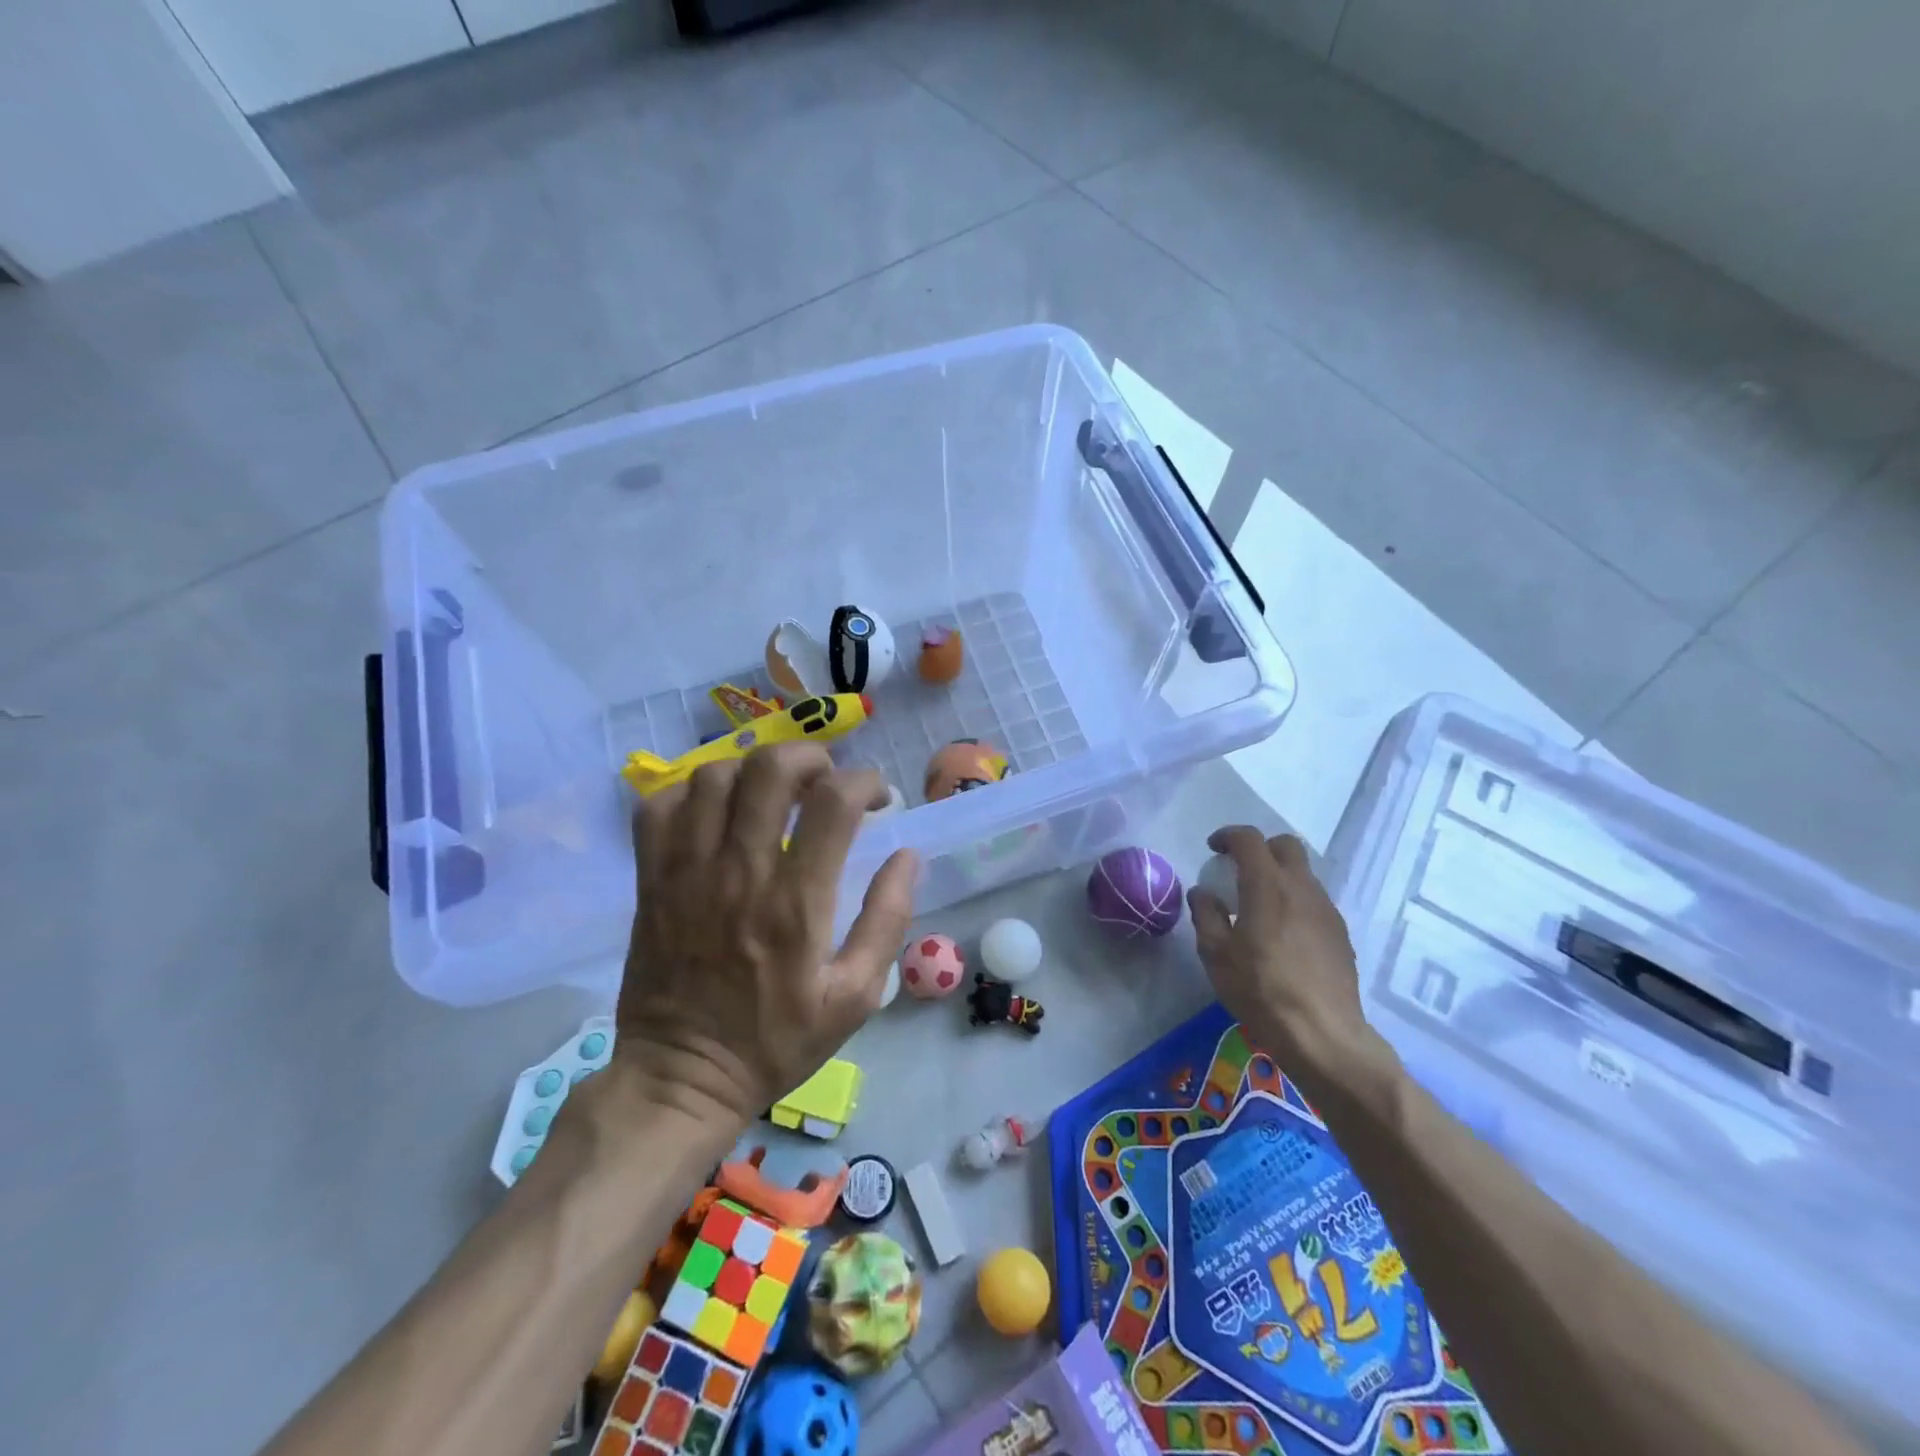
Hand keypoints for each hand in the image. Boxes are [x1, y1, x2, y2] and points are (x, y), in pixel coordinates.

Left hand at [613, 743, 916, 1129]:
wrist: (683, 1078)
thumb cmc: (777, 1040)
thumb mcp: (856, 996)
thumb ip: (887, 919)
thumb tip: (907, 855)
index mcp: (796, 901)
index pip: (833, 801)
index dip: (865, 782)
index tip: (877, 799)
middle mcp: (740, 871)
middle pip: (770, 768)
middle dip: (810, 757)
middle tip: (825, 781)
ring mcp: (686, 871)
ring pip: (714, 776)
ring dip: (754, 770)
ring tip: (774, 793)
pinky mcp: (651, 879)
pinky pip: (659, 807)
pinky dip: (692, 792)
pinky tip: (716, 812)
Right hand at [1188, 828, 1380, 1082]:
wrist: (1322, 1034)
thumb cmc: (1260, 989)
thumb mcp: (1216, 954)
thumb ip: (1206, 915)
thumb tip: (1203, 893)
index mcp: (1267, 885)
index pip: (1249, 839)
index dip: (1228, 836)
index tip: (1213, 849)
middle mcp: (1302, 887)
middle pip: (1285, 846)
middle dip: (1260, 848)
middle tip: (1239, 870)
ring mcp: (1326, 909)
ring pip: (1303, 873)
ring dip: (1279, 876)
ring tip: (1259, 905)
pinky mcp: (1340, 933)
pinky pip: (1314, 900)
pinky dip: (1295, 901)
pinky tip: (1282, 933)